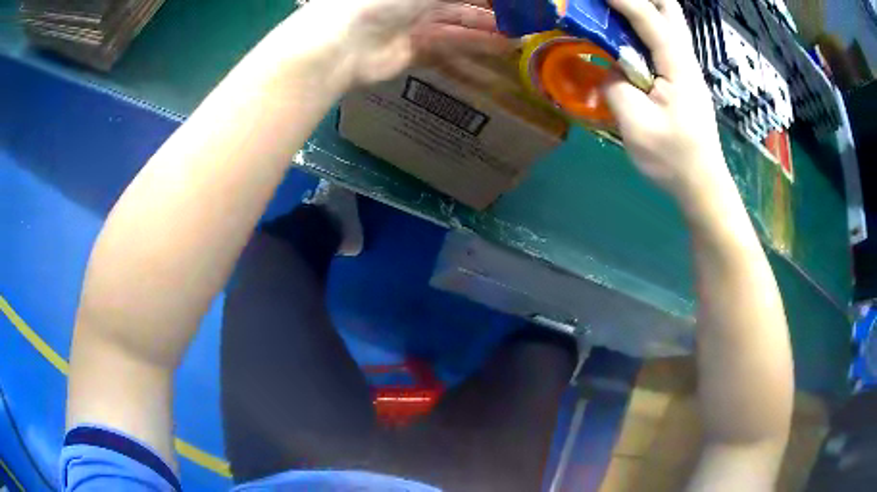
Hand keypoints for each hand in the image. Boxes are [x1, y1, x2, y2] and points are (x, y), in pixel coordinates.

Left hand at [307, 0, 511, 85]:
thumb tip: (491, 1)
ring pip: (460, 22)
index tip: (522, 2)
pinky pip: (450, 45)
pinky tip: (504, 49)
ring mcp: (413, 22)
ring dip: (492, 27)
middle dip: (495, 8)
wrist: (342, 41)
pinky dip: (477, 46)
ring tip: (524, 36)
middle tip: (528, 18)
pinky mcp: (412, 49)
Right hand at [604, 0, 728, 206]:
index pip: (651, 21)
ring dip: (645, 9)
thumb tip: (610, 70)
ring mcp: (687, 69)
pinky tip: (628, 35)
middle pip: (671, 11)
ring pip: (670, 23)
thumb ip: (616, 88)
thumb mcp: (636, 126)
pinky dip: (646, 27)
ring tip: (616, 12)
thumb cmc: (673, 160)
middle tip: (615, 3)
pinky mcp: (683, 79)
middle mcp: (686, 60)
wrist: (702, 185)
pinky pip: (664, 40)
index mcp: (678, 68)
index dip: (625, 1)